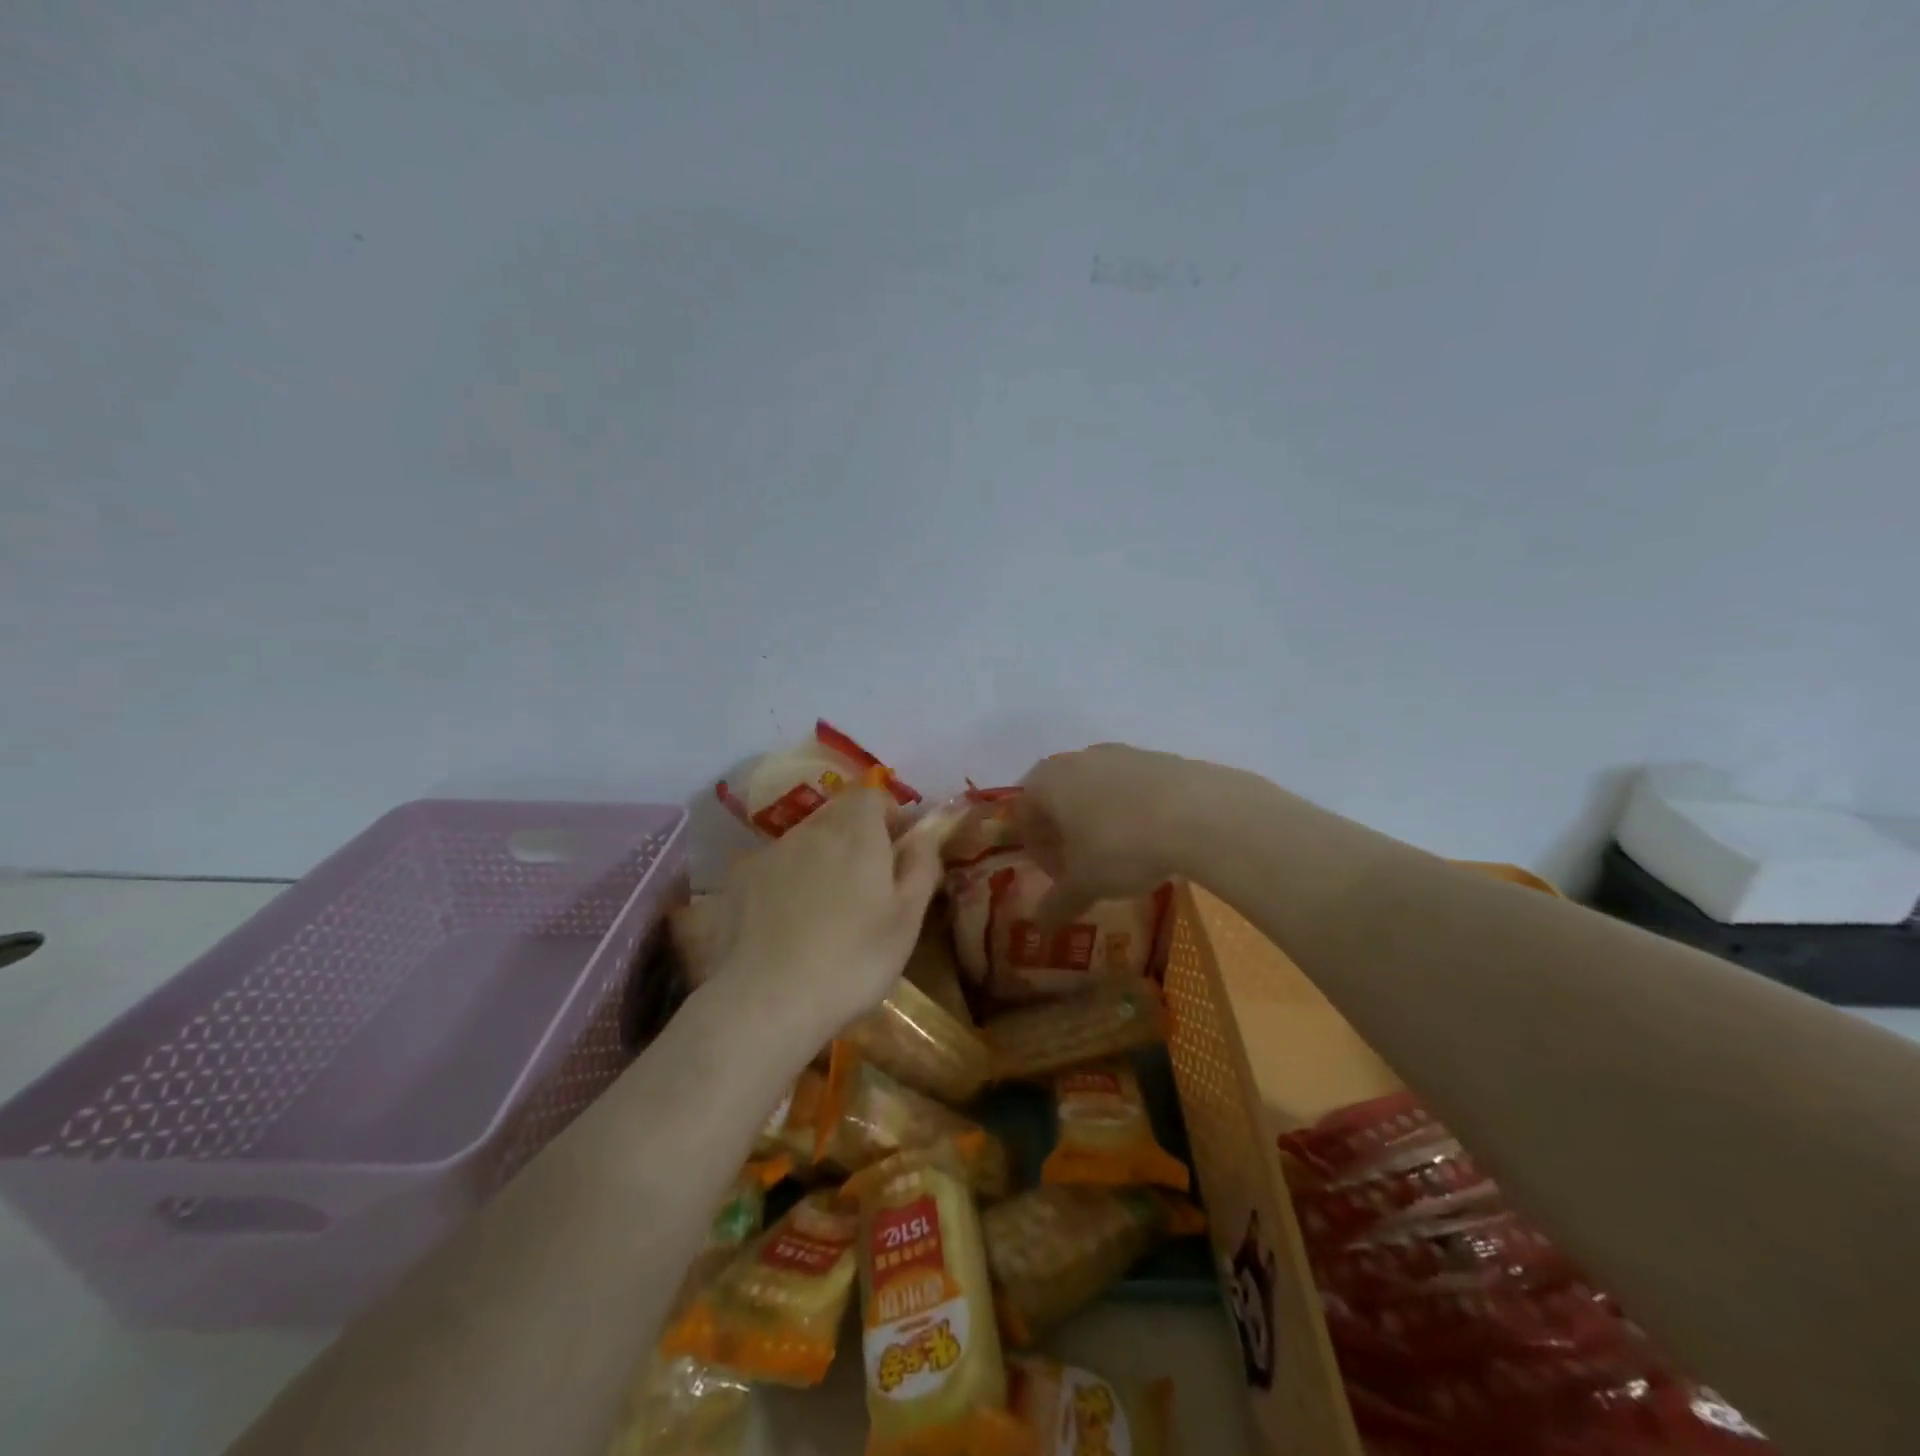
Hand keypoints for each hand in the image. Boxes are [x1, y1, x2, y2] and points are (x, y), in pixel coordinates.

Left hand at [706, 789, 943, 1042]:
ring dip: (819, 860)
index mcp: (856, 832)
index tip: (897, 851)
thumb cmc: (853, 961)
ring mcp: (768, 853)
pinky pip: (772, 868)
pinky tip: (785, 926)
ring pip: (803, 842)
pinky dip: (785, 883)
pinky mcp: (737, 881)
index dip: (888, 815)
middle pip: (837, 815)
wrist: (764, 1002)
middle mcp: (810, 830)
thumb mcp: (907, 920)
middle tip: (866, 886)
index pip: (872, 794)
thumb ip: (921, 867)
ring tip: (824, 912)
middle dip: (855, 838)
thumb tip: (925, 834)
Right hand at [1014, 744, 1224, 925]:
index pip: (1024, 813)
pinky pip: (1130, 786)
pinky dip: (1131, 810)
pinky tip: (1152, 838)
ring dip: (1098, 820)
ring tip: (1121, 854)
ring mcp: (1119, 753)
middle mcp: (1077, 759)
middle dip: (1065, 833)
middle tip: (1084, 866)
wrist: (1198, 812)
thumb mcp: (1085, 883)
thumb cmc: (1121, 846)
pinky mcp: (1156, 757)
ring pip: (1095, 789)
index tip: (1058, 876)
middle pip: (1058, 797)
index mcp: (1047, 782)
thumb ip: (1058, 902)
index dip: (1036, 849)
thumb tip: (1039, 924)